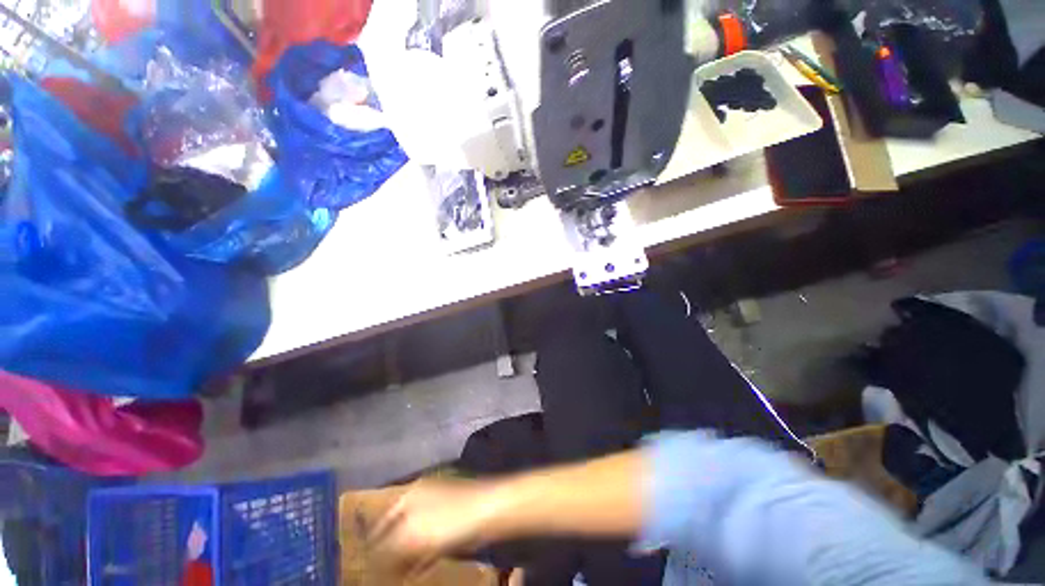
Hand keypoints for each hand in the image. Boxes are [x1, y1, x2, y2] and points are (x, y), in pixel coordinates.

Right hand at [371, 478, 504, 569]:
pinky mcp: (451, 522)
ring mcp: (438, 509)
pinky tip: (417, 572)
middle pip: (398, 528)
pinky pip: (429, 543)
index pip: (383, 520)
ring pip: (414, 537)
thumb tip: (373, 560)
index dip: (373, 543)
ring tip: (396, 576)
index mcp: (411, 494)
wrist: (488, 511)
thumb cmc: (447, 519)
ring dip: (405, 558)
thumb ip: (387, 548)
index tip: (365, 565)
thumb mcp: (411, 534)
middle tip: (380, 574)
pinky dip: (421, 558)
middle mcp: (422, 498)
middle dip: (389, 553)